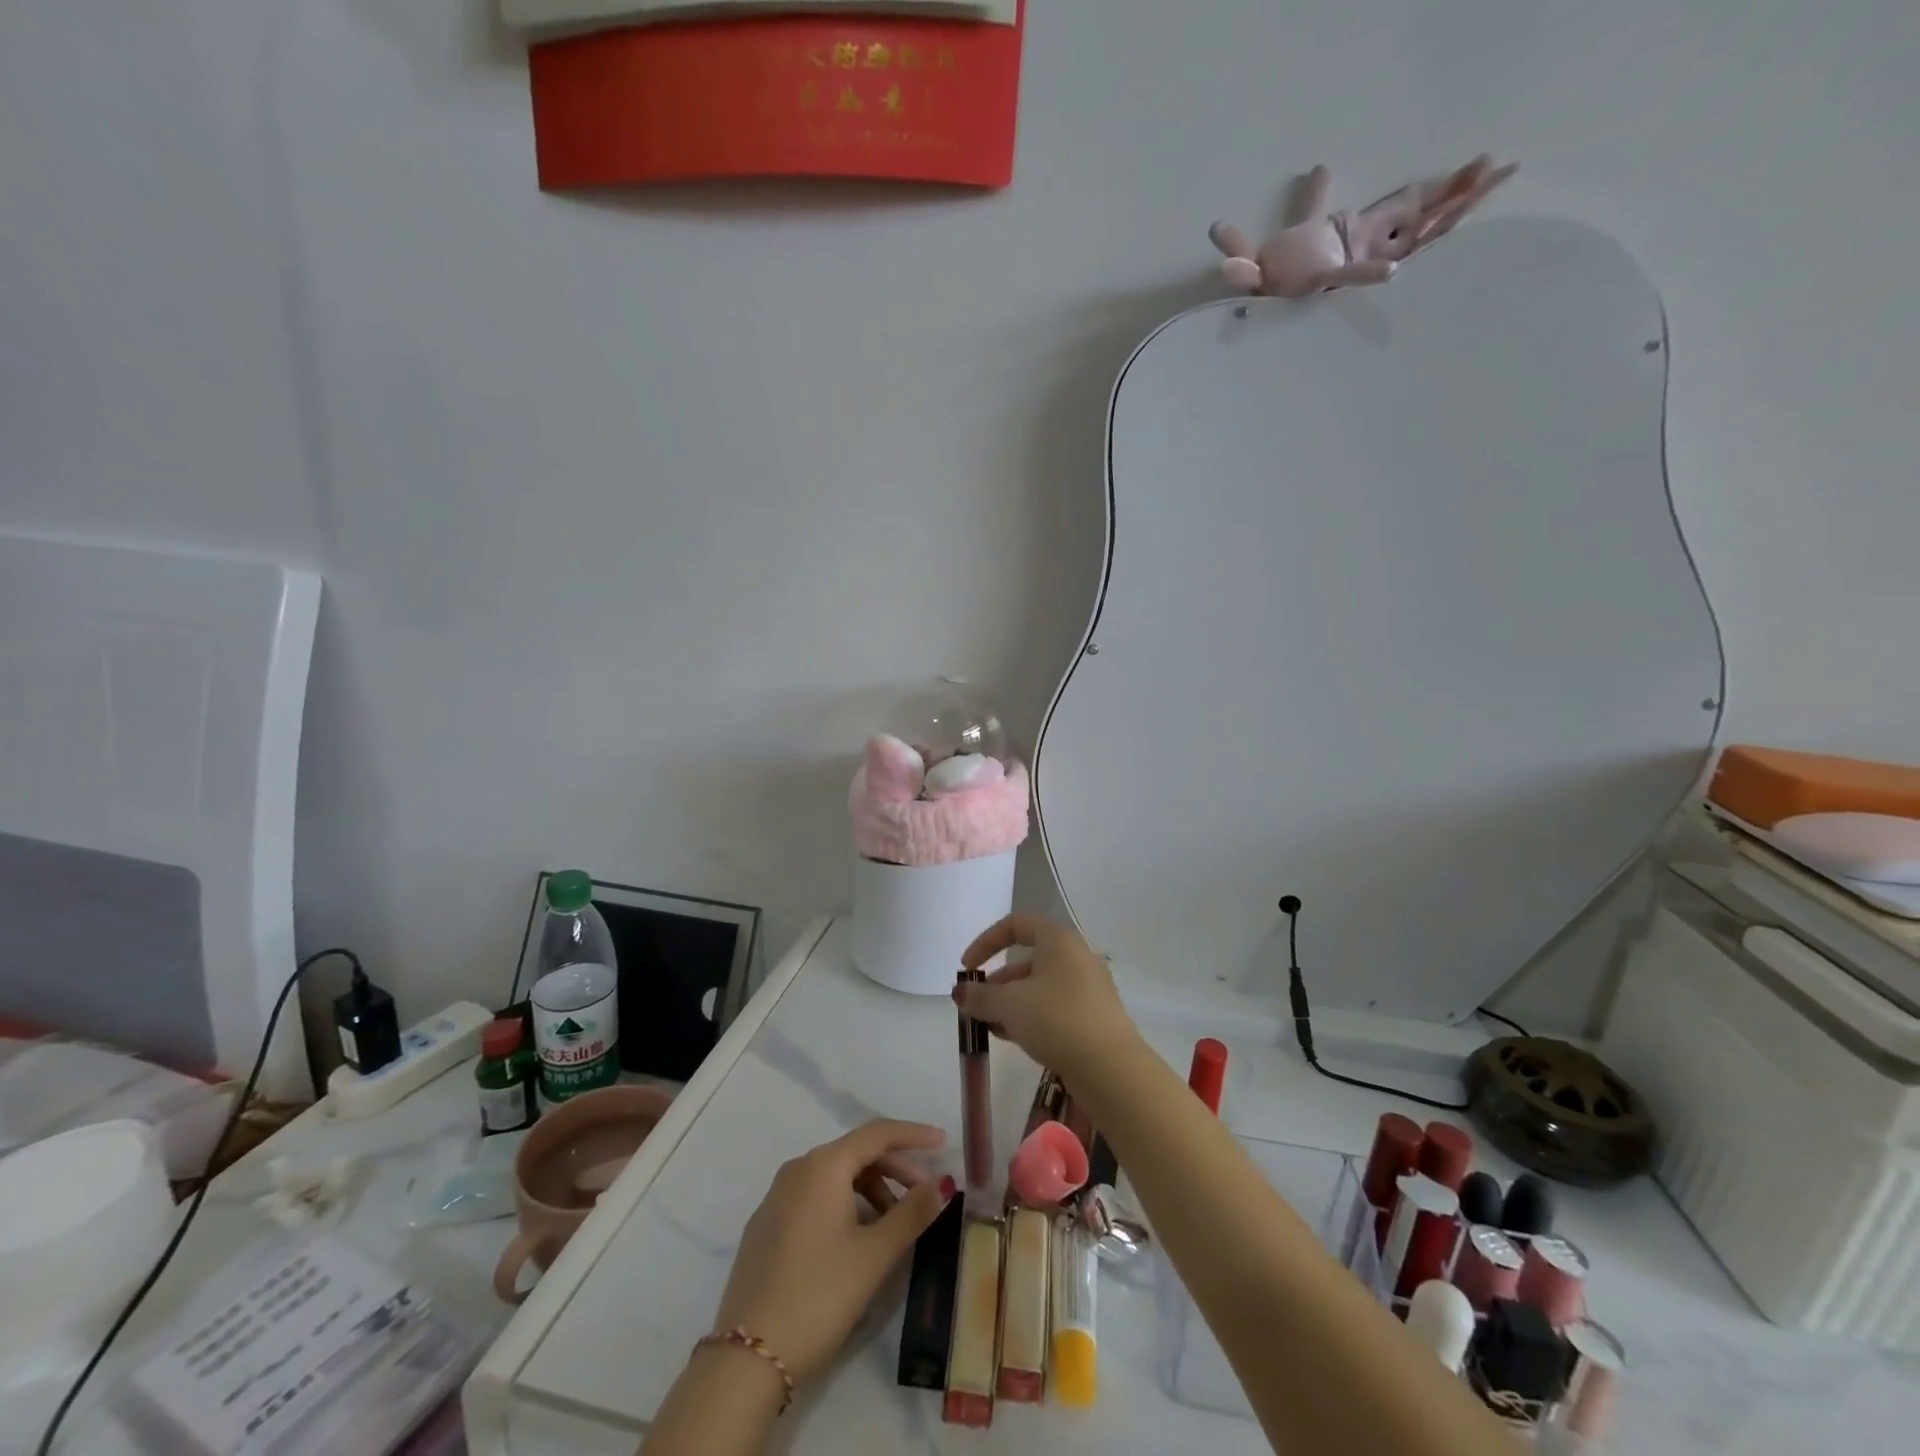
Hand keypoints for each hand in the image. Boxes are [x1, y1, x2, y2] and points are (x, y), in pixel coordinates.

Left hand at [711, 1119, 950, 1387]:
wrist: (746, 1359)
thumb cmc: (819, 1296)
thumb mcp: (874, 1255)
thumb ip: (912, 1213)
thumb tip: (942, 1182)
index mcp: (823, 1165)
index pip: (877, 1133)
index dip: (913, 1134)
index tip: (943, 1142)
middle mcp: (797, 1169)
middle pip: (856, 1153)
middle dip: (895, 1169)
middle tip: (925, 1196)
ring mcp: (776, 1197)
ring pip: (835, 1176)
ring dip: (870, 1190)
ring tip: (893, 1226)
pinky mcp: (765, 1226)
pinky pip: (814, 1197)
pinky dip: (844, 1205)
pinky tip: (856, 1239)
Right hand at [957, 914, 1142, 1080]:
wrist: (1110, 1068)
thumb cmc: (1056, 1019)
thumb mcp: (1009, 1005)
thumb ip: (980, 996)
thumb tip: (960, 993)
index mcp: (1059, 940)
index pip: (1016, 925)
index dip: (986, 942)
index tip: (967, 968)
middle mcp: (1076, 957)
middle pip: (1027, 959)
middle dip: (997, 982)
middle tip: (976, 1005)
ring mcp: (1088, 988)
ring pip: (1040, 987)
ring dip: (1011, 1002)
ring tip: (989, 1026)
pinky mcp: (1093, 1017)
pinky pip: (1054, 1007)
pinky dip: (1030, 1016)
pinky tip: (1012, 1038)